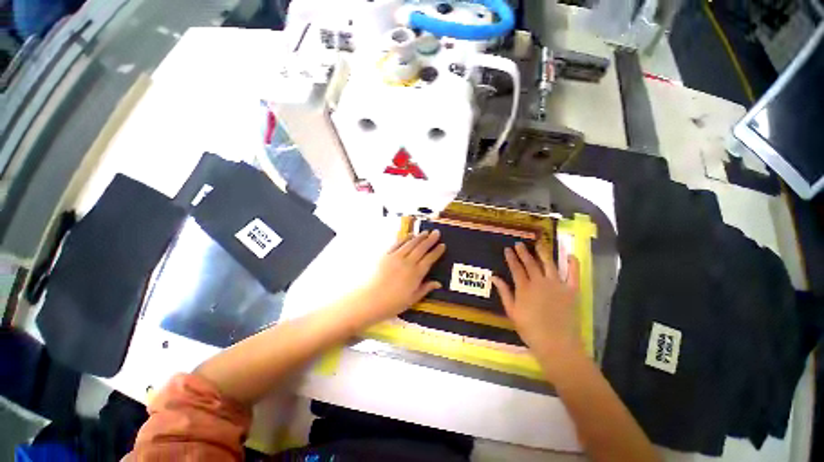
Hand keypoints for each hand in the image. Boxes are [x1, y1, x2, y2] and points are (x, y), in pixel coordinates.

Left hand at [354, 230, 445, 324]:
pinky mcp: (386, 255)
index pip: (430, 259)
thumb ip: (425, 288)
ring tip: (425, 232)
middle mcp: (408, 262)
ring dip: (419, 237)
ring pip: (411, 244)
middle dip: (430, 239)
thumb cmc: (393, 303)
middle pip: (421, 248)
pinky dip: (404, 239)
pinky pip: (397, 244)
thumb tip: (438, 283)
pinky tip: (409, 236)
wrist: (371, 300)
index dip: (437, 251)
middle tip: (436, 232)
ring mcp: (396, 257)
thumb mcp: (412, 299)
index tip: (443, 245)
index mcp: (416, 273)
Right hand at [492, 242, 581, 362]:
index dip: (511, 257)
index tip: (508, 249)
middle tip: (519, 243)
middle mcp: (540, 282)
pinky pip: (574, 274)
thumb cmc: (530, 329)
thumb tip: (494, 277)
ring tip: (539, 243)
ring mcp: (557, 285)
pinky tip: (570, 255)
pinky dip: (573, 264)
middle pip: (530, 263)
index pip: (516, 268)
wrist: (557, 344)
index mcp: (524, 287)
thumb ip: (504, 292)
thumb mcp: (512, 311)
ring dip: (543, 252)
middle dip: (524, 252)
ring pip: (549, 264)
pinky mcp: (572, 290)